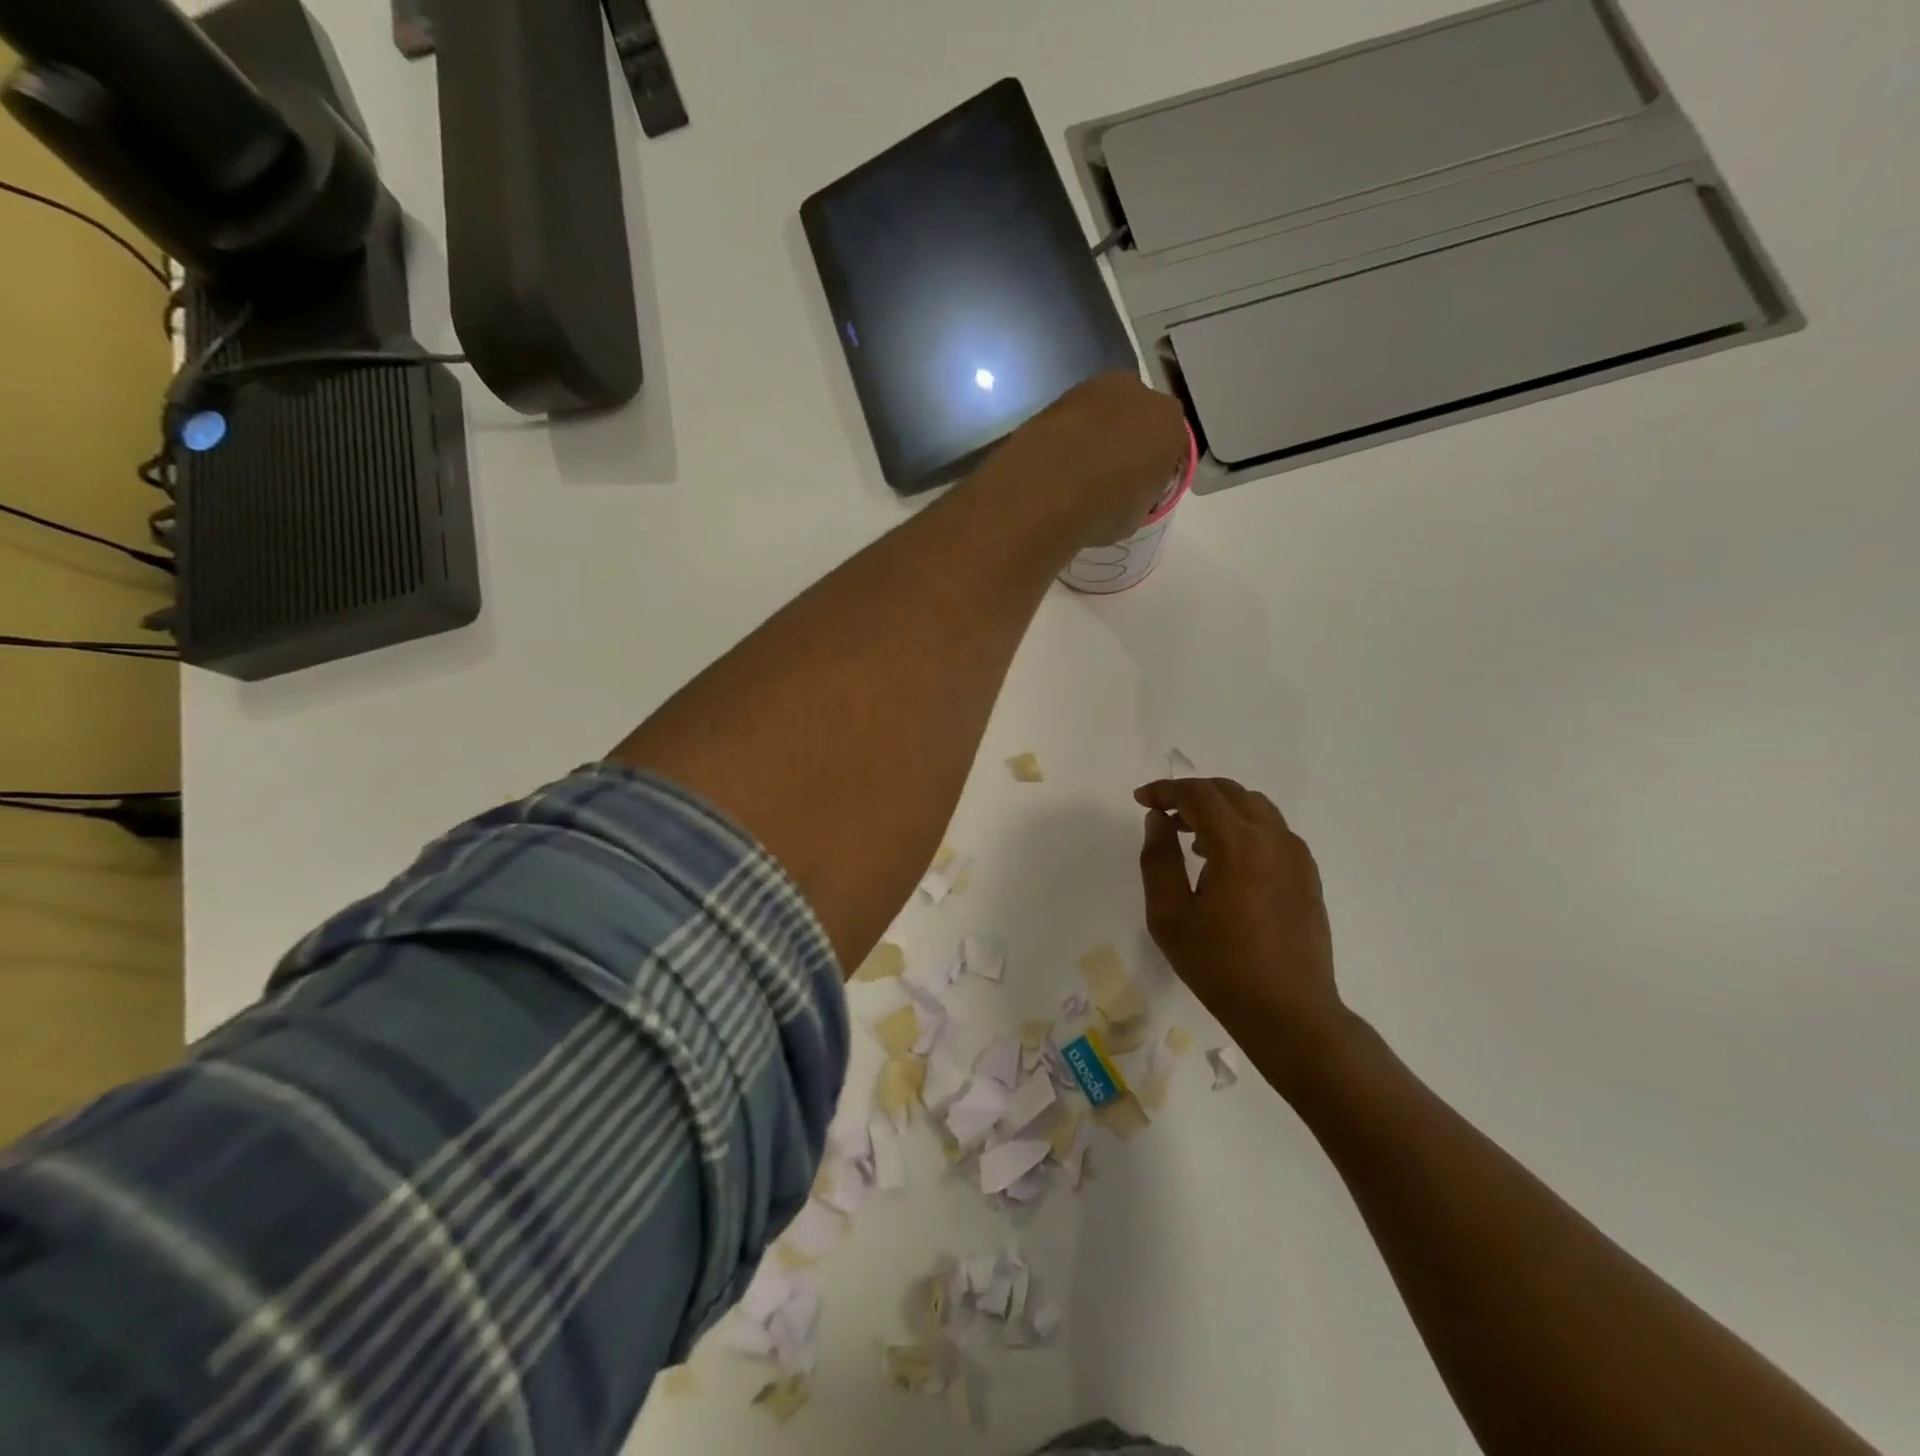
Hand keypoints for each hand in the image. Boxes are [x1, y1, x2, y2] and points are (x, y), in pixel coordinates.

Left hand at [984, 373, 1188, 546]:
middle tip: (1110, 474)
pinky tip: (1056, 462)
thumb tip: (1126, 495)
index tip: (1142, 486)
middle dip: (1127, 441)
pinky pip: (1072, 420)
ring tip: (1078, 469)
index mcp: (1169, 423)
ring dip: (1096, 434)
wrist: (1048, 489)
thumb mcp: (1136, 515)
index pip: (1171, 443)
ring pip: (1103, 414)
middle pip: (1137, 418)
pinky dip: (1068, 436)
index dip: (1156, 466)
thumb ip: (1139, 494)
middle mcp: (1138, 394)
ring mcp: (1095, 389)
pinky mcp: (1057, 397)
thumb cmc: (1105, 508)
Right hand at [1136, 777, 1351, 1076]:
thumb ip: (1158, 860)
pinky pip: (1272, 830)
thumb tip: (1158, 820)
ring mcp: (1296, 855)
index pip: (1198, 795)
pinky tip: (1223, 860)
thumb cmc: (1220, 966)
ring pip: (1254, 807)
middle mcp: (1273, 838)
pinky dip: (1242, 827)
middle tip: (1162, 814)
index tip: (1141, 800)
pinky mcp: (1307, 874)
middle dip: (1191, 794)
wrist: (1289, 1011)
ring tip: (1190, 837)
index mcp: (1238, 844)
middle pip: (1229, 792)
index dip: (1165, 790)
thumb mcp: (1170, 916)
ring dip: (1219, 809)